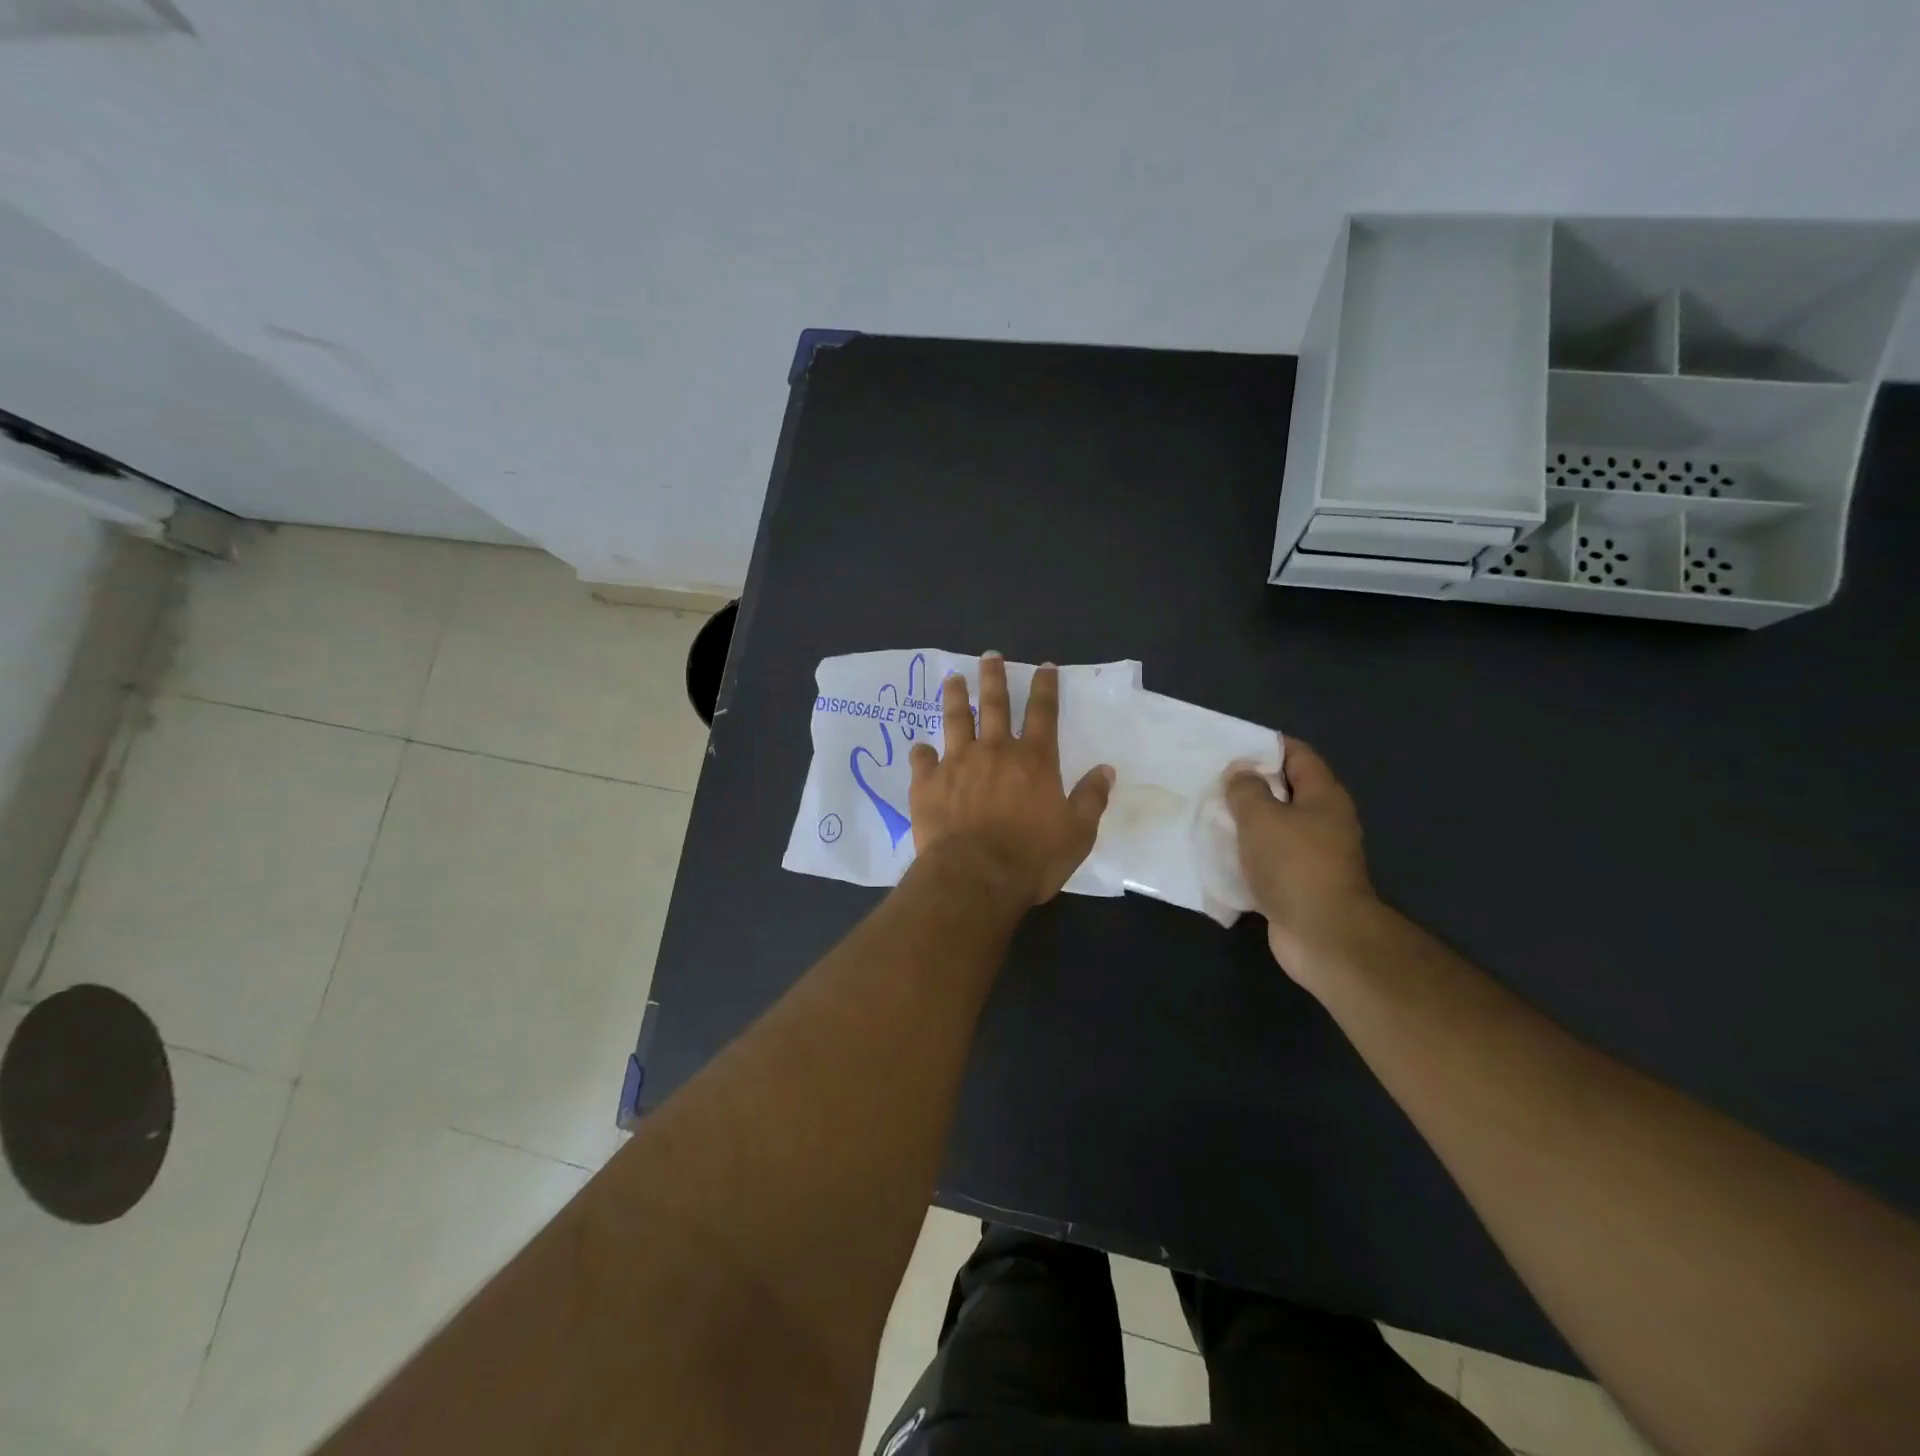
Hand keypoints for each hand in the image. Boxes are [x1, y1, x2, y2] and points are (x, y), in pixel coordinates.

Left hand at [908, 655, 1115, 906]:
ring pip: (956, 720)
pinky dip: (921, 752)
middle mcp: (995, 751)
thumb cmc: (1032, 857)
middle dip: (994, 677)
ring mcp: (957, 763)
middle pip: (996, 704)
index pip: (1044, 713)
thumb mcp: (1077, 833)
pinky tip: (919, 748)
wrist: (975, 876)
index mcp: (1034, 760)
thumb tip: (1106, 770)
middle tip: (990, 656)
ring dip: (956, 697)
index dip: (1045, 687)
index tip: (1044, 666)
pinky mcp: (928, 783)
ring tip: (953, 678)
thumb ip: (1091, 798)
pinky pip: (922, 759)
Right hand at [1224, 740, 1377, 975]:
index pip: (1297, 755)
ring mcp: (1312, 855)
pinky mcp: (1298, 884)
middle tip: (1212, 782)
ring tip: (1209, 815)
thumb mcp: (1262, 817)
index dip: (1266, 747)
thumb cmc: (1294, 865)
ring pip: (1274, 827)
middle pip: (1285, 791)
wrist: (1321, 935)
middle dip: (1249, 785)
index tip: (1230, 748)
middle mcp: (1323, 822)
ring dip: (1245, 822)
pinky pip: (1268, 859)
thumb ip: (1246, 789)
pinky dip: (1246, 854)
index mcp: (1323, 797)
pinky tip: (1218, 853)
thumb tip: (1241, 773)